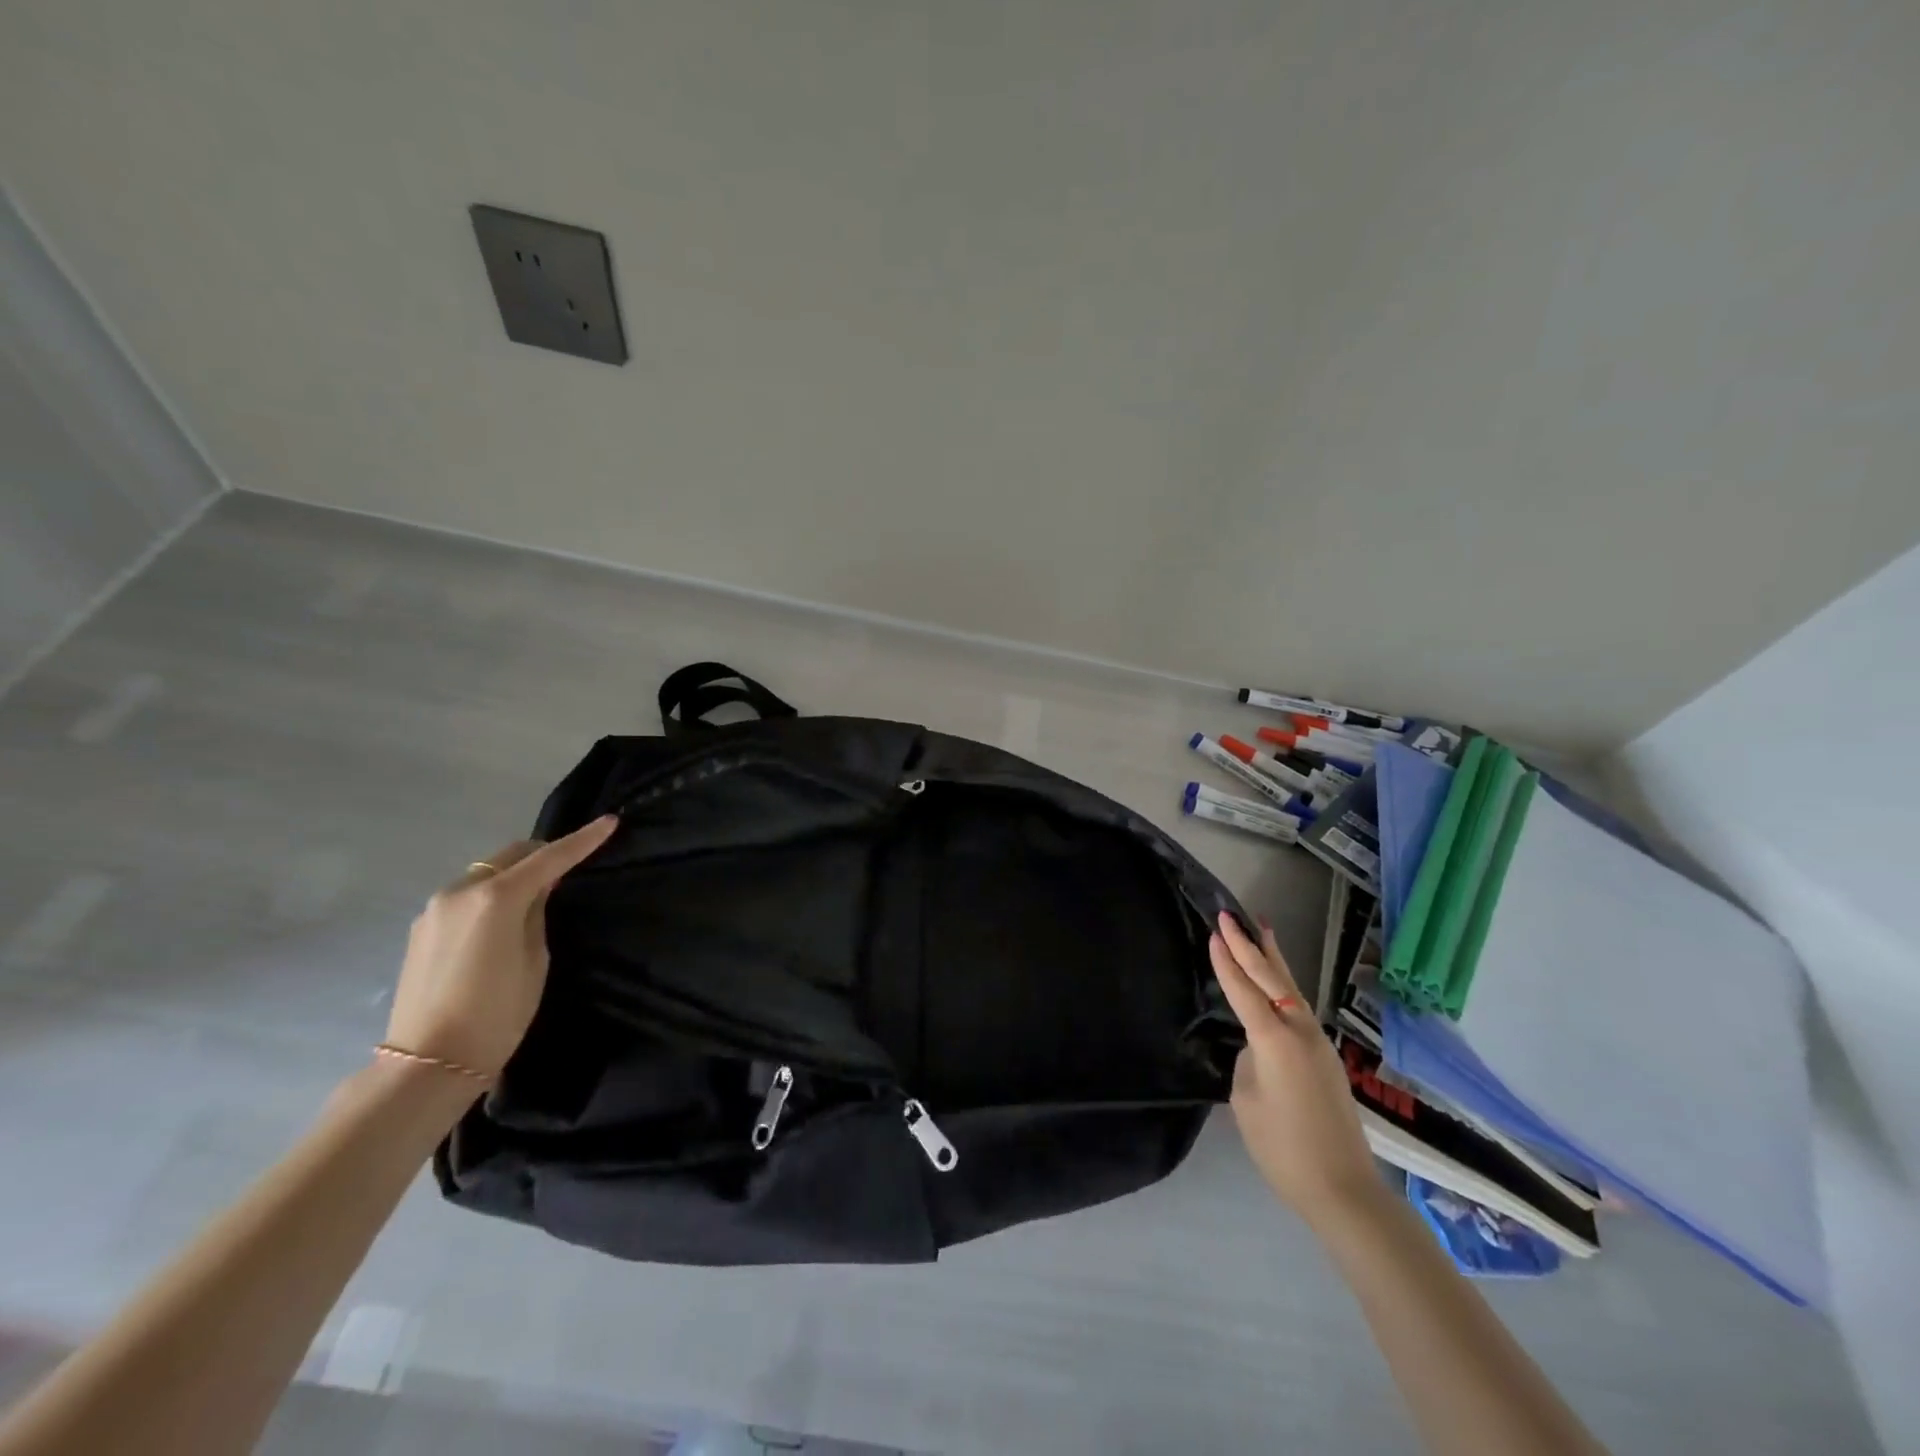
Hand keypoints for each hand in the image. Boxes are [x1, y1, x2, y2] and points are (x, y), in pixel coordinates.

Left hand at [384, 815, 619, 1078]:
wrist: (428, 1063)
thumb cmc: (497, 1014)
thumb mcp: (535, 959)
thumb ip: (537, 913)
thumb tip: (537, 890)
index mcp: (496, 898)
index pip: (550, 858)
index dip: (583, 840)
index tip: (609, 822)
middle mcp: (460, 891)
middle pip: (511, 855)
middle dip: (543, 854)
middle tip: (568, 867)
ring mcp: (434, 909)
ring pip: (485, 873)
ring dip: (513, 875)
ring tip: (533, 899)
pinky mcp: (420, 928)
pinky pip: (465, 895)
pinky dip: (489, 895)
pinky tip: (498, 922)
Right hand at [1210, 911, 1383, 1227]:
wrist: (1343, 1190)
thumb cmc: (1283, 1148)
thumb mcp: (1246, 1100)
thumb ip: (1248, 1062)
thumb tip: (1257, 1049)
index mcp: (1274, 1039)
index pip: (1244, 990)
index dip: (1227, 960)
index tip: (1214, 931)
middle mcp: (1300, 1031)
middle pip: (1272, 979)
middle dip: (1249, 945)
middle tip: (1231, 915)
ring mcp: (1318, 1043)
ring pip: (1291, 989)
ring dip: (1272, 959)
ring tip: (1262, 929)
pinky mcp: (1326, 1058)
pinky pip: (1299, 1008)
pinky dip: (1284, 985)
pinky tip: (1277, 983)